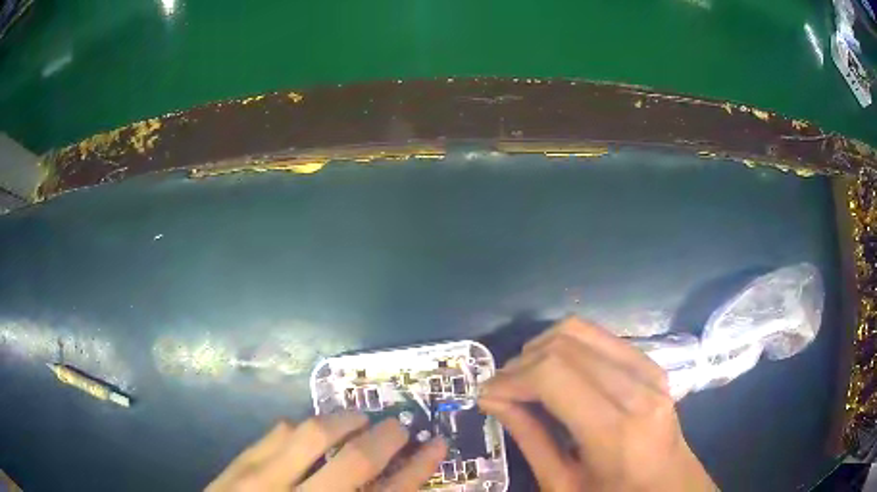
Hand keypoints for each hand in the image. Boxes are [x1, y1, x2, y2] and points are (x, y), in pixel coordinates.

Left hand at [206, 412, 446, 491]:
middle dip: (385, 439)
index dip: (417, 469)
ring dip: (343, 421)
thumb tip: (391, 485)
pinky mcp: (238, 465)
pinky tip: (308, 430)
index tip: (436, 446)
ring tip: (358, 418)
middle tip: (398, 426)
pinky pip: (276, 432)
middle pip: (354, 462)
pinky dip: (301, 426)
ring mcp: (261, 480)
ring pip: (311, 435)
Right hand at [479, 318, 714, 490]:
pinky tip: (557, 371)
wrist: (670, 487)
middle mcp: (638, 390)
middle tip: (501, 388)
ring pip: (581, 331)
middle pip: (565, 346)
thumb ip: (529, 439)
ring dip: (542, 348)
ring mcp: (650, 371)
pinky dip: (568, 346)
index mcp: (615, 431)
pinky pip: (601, 337)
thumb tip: (493, 400)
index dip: (511, 378)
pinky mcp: (652, 363)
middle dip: (521, 362)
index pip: (553, 375)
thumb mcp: (563, 484)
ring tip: (525, 377)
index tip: (486, 394)